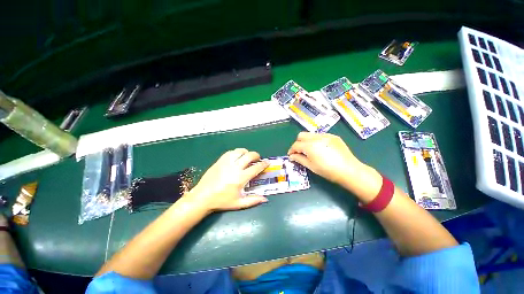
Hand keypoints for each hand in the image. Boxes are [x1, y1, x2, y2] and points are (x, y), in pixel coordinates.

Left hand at [185, 148, 269, 212]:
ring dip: (246, 152)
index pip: (256, 168)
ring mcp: (226, 162)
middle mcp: (235, 167)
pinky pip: (230, 152)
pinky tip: (236, 157)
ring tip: (247, 157)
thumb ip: (253, 200)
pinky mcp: (219, 161)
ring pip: (239, 151)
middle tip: (258, 159)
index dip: (263, 164)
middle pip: (249, 156)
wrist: (202, 197)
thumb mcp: (238, 203)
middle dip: (256, 155)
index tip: (267, 162)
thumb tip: (265, 199)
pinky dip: (236, 153)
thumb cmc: (221, 201)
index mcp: (240, 178)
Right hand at [288, 132, 381, 201]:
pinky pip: (320, 135)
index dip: (291, 150)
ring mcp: (326, 135)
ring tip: (310, 150)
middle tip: (299, 151)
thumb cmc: (328, 170)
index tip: (291, 155)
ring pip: (310, 134)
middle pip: (301, 135)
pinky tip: (320, 148)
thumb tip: (292, 156)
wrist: (349, 170)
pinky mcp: (333, 136)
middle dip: (298, 143)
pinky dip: (316, 140)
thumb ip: (299, 159)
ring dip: (306, 141)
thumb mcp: (311, 166)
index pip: (296, 145)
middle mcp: (316, 137)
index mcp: (310, 146)